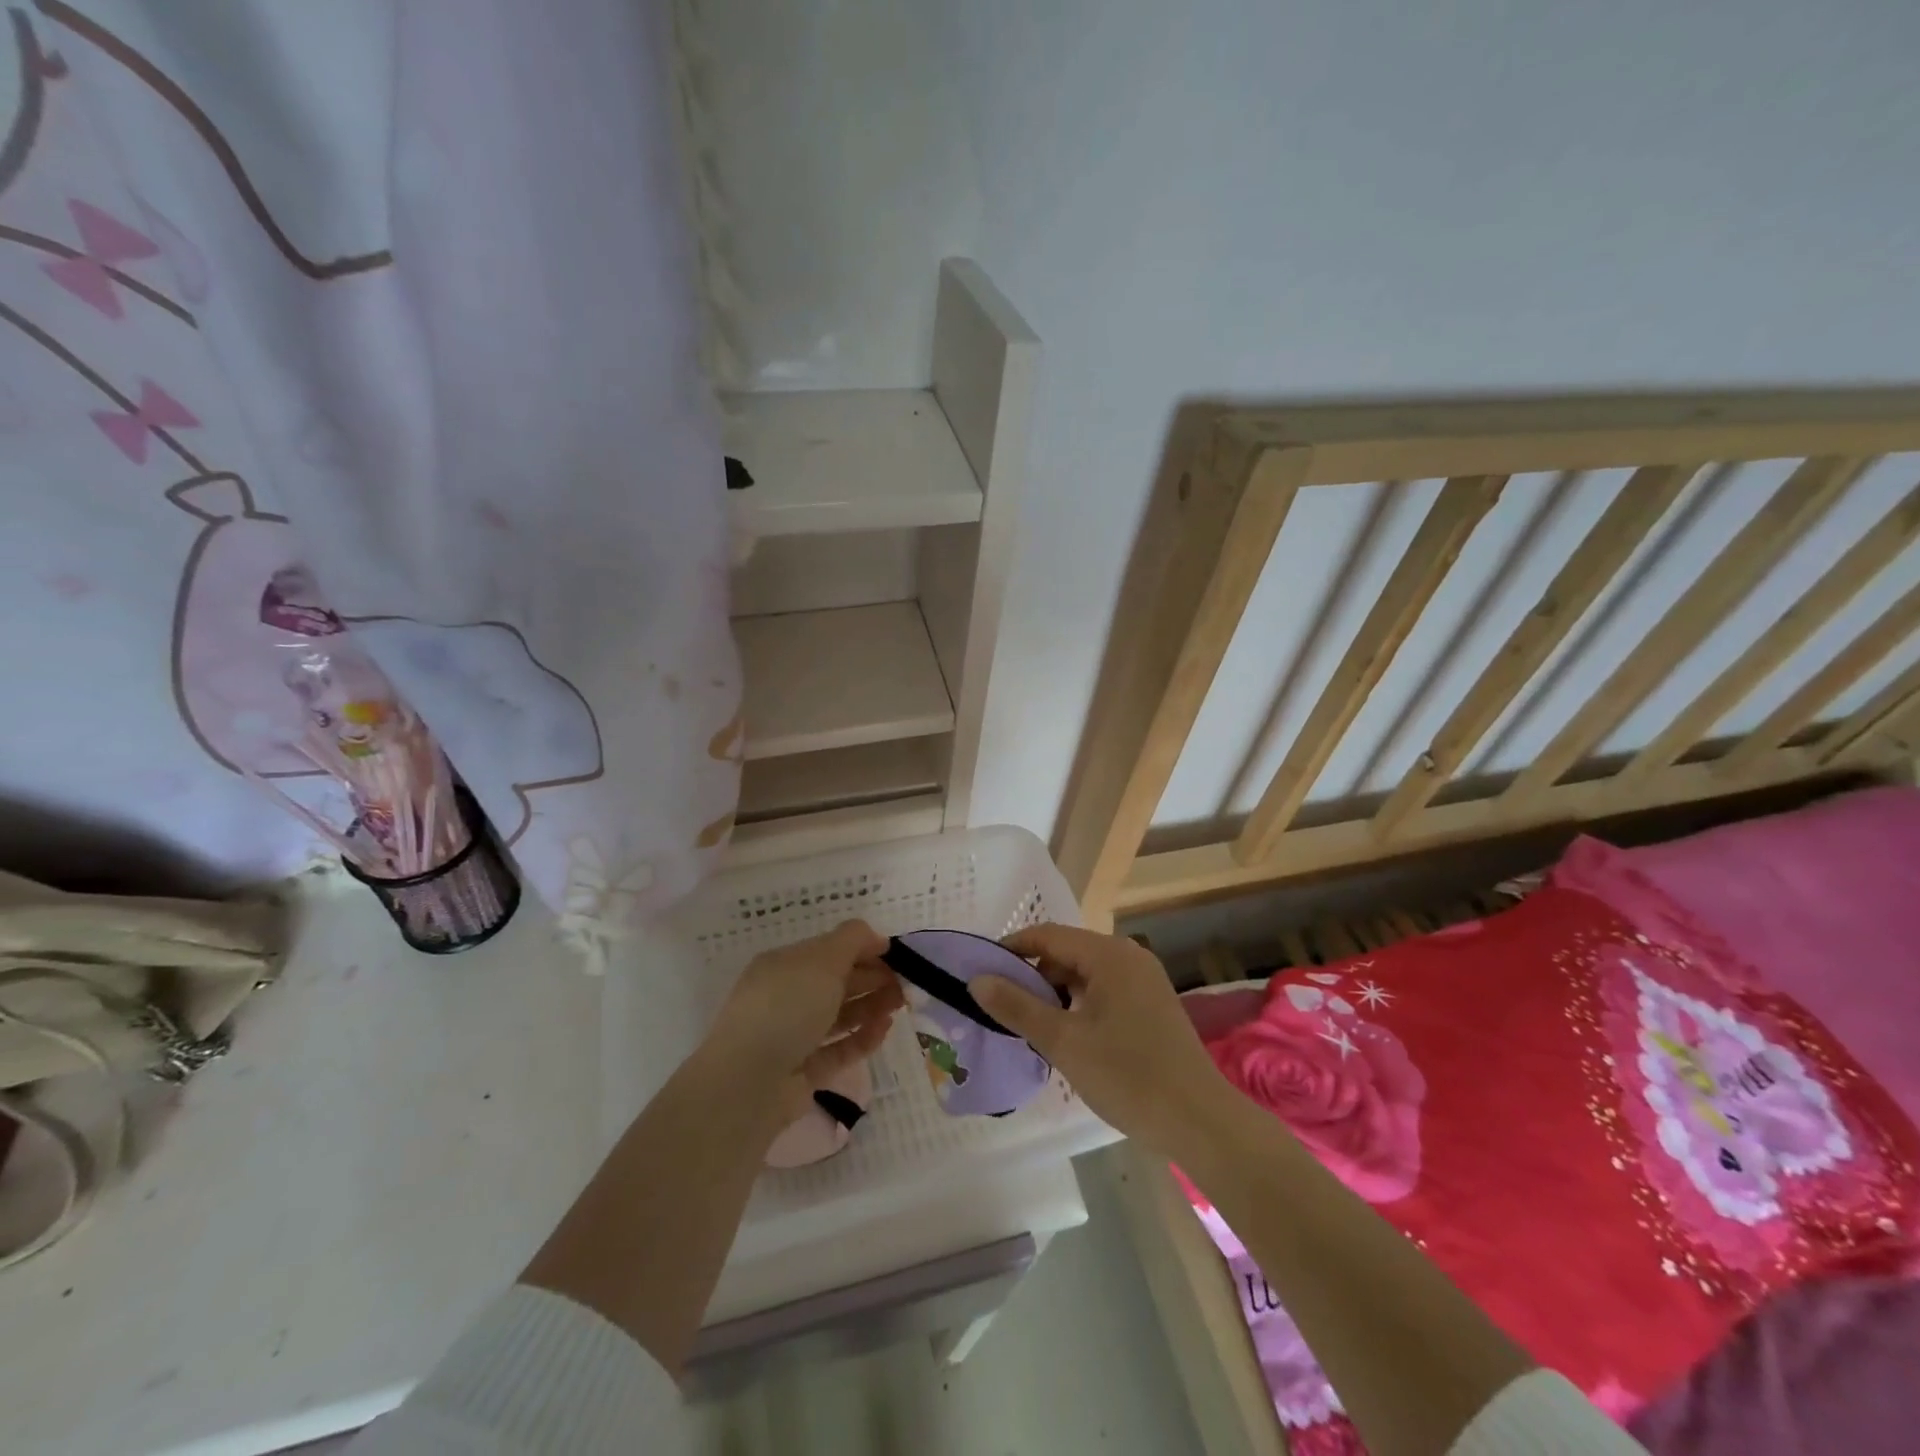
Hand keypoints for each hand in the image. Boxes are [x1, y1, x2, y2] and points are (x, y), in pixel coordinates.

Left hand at [708, 919, 904, 1126]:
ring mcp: (792, 1037)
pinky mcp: (803, 1072)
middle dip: (872, 979)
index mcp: (784, 966)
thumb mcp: (822, 959)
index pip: (829, 951)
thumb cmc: (786, 1007)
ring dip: (871, 1007)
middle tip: (906, 984)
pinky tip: (885, 1030)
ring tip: (901, 1005)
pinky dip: (862, 1038)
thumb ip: (853, 940)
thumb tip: (876, 937)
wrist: (748, 1083)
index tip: (896, 955)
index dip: (863, 950)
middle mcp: (786, 998)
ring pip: (839, 1016)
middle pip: (836, 983)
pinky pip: (838, 1049)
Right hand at [971, 923, 1229, 1153]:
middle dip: (1032, 975)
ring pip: (1084, 974)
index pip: (1047, 935)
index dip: (1010, 949)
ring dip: (1054, 994)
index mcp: (1109, 954)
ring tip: (1029, 1026)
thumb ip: (1017, 1006)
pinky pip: (1103, 991)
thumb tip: (977, 979)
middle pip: (1066, 952)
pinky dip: (1078, 1006)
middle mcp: (1128, 956)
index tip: (980, 972)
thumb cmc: (1128, 1076)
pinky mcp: (1151, 1005)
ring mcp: (1144, 981)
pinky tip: (1066, 1037)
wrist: (1201, 1122)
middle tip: (1002, 1007)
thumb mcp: (1063, 1042)